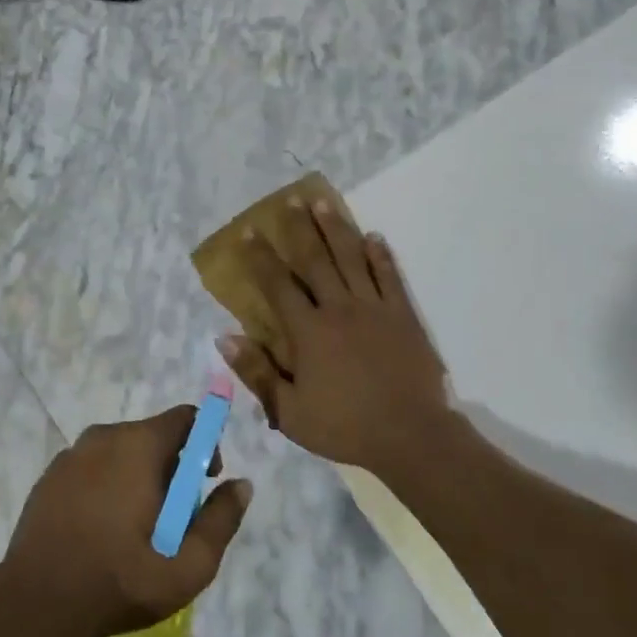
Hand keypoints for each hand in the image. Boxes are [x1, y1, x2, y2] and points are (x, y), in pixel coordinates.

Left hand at [0, 408, 252, 636]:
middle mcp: (104, 436)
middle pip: (152, 435)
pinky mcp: (48, 476)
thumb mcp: (187, 566)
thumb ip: (221, 521)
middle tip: (172, 517)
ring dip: (137, 477)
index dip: (205, 442)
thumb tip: (243, 484)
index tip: (204, 481)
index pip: (185, 417)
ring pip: (120, 452)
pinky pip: (91, 467)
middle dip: (171, 467)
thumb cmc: (118, 581)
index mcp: (138, 445)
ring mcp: (71, 455)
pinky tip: (101, 531)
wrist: (35, 606)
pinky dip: (105, 486)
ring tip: (135, 529)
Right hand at [222, 197, 449, 473]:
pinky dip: (381, 255)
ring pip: (351, 259)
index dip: (260, 257)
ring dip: (335, 229)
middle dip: (299, 229)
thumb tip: (225, 337)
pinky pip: (390, 277)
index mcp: (309, 332)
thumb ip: (257, 372)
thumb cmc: (345, 427)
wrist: (411, 436)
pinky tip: (373, 237)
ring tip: (323, 203)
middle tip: (289, 200)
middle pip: (315, 260)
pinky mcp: (403, 315)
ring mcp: (374, 308)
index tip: (248, 232)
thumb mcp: (289, 412)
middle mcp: (339, 309)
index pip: (278, 285)